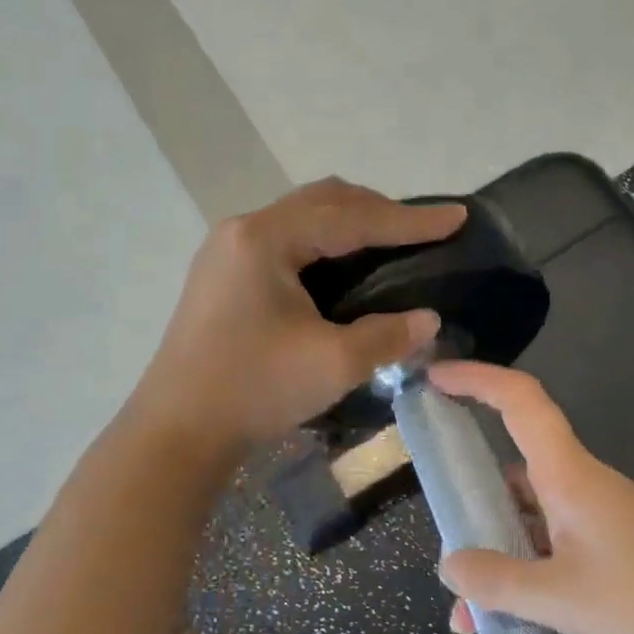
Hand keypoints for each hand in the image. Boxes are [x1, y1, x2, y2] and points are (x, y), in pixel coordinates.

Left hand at [133, 179, 466, 458]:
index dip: (409, 220)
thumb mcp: (333, 363)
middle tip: (422, 230)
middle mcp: (243, 231)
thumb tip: (428, 319)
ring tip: (390, 241)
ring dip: (349, 223)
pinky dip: (322, 244)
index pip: (351, 217)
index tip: (456, 218)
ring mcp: (227, 252)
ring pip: (301, 218)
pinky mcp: (222, 276)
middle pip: (323, 202)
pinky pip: (284, 241)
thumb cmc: (254, 389)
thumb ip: (388, 334)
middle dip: (378, 211)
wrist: (177, 431)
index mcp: (266, 239)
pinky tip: (342, 267)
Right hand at [432, 361, 633, 633]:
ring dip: (498, 553)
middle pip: (514, 469)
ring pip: (532, 521)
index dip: (475, 379)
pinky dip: (528, 578)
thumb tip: (449, 565)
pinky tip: (512, 625)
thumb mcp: (563, 597)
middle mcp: (579, 488)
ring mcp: (599, 522)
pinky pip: (555, 553)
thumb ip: (499, 582)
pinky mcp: (616, 554)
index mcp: (566, 475)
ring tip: (465, 608)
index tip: (434, 378)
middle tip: (439, 527)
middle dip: (472, 495)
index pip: (517, 401)